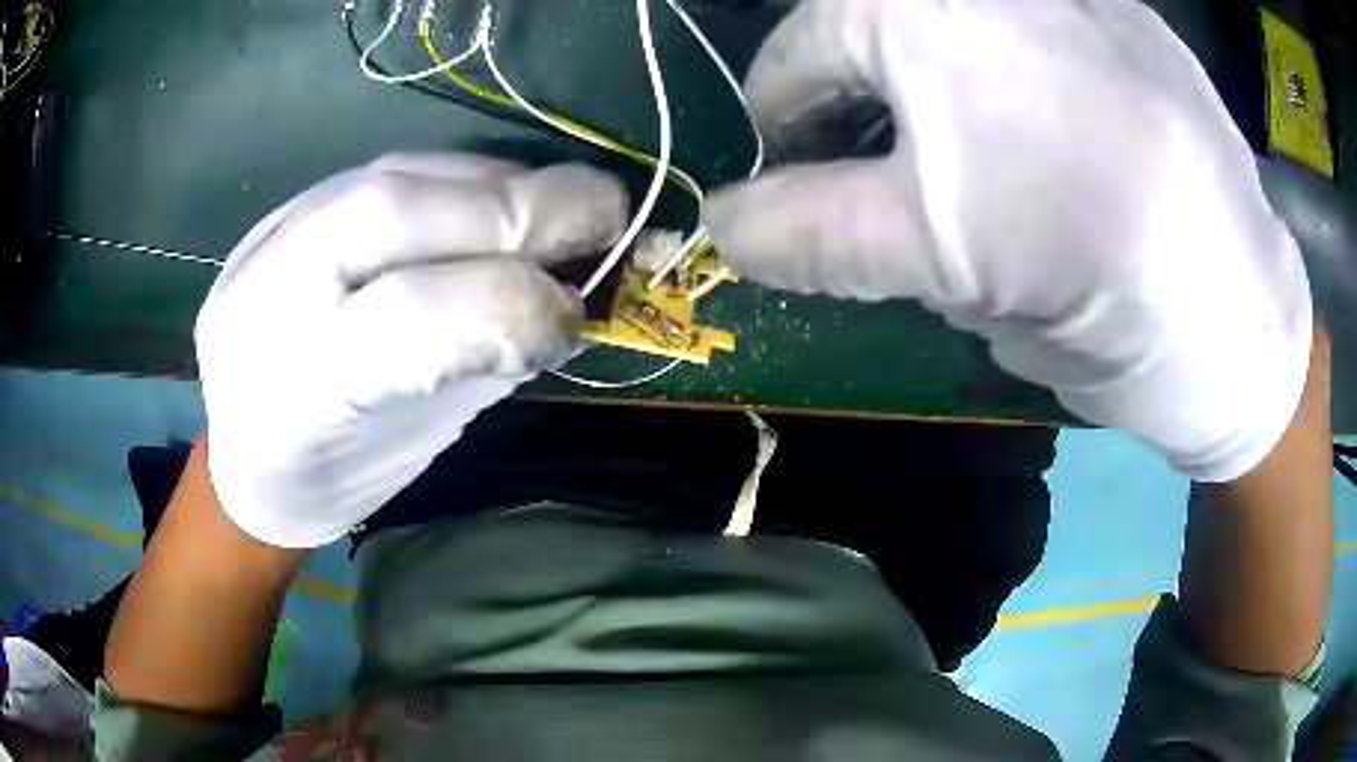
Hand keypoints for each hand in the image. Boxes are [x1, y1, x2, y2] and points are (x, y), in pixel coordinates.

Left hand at [196, 154, 626, 547]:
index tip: (577, 321)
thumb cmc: (330, 475)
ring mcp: (278, 236)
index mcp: (297, 387)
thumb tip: (563, 295)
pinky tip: (504, 201)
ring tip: (565, 211)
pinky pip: (398, 168)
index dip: (511, 304)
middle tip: (606, 223)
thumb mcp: (405, 447)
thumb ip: (478, 365)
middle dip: (527, 211)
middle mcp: (276, 293)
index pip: (411, 317)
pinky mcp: (294, 206)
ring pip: (405, 174)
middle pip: (404, 213)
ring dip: (507, 184)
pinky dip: (470, 178)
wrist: (241, 449)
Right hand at [707, 0, 1313, 480]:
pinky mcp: (1121, 8)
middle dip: (848, 92)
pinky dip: (997, 57)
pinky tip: (1042, 121)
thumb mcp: (942, 268)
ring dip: (919, 71)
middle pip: (860, 20)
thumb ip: (812, 233)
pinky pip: (1017, 17)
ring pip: (934, 15)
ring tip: (959, 143)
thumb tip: (719, 224)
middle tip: (872, 165)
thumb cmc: (1100, 303)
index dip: (781, 124)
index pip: (795, 61)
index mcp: (923, 17)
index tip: (791, 176)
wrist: (1246, 320)